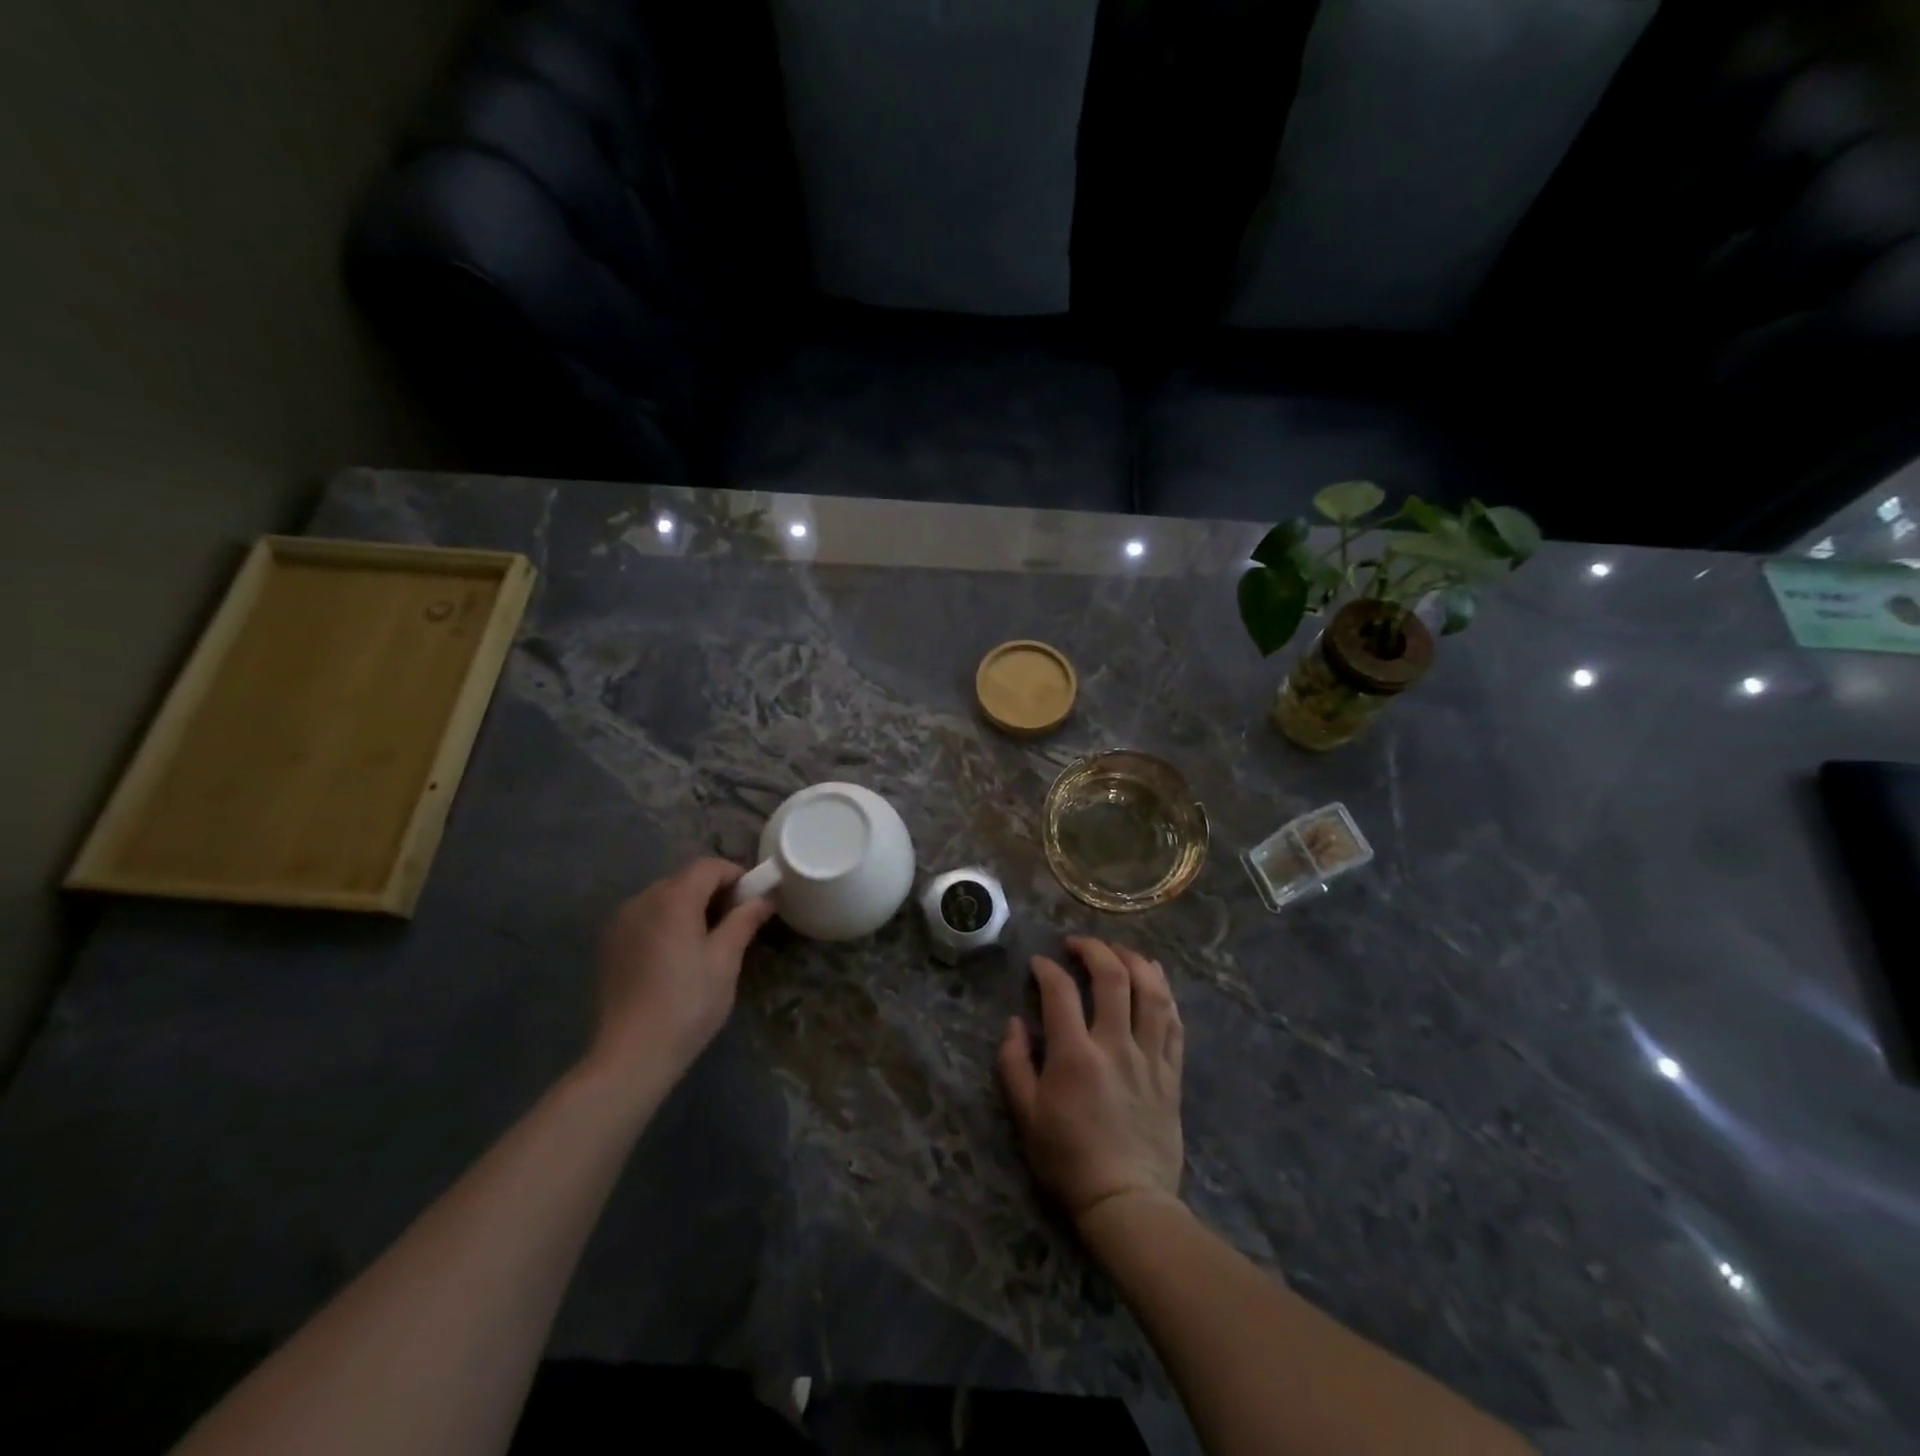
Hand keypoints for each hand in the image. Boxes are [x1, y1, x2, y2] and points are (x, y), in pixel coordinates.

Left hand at [586, 858, 776, 1091]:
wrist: (631, 1054)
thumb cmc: (687, 1003)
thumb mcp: (725, 960)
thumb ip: (744, 921)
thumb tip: (764, 898)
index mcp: (673, 899)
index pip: (709, 867)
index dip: (736, 875)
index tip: (753, 900)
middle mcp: (642, 900)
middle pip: (684, 879)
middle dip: (713, 891)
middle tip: (736, 921)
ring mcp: (620, 923)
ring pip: (663, 898)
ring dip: (689, 907)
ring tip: (707, 941)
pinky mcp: (609, 946)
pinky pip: (645, 918)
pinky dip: (666, 923)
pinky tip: (676, 956)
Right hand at [998, 936, 1184, 1224]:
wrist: (1126, 1201)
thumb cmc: (1068, 1159)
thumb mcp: (1026, 1116)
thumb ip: (1014, 1064)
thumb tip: (1015, 1023)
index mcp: (1075, 1055)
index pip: (1061, 991)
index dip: (1047, 969)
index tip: (1039, 964)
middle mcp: (1116, 1045)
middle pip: (1113, 978)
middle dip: (1094, 949)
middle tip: (1078, 944)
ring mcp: (1149, 1057)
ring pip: (1152, 992)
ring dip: (1135, 961)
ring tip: (1120, 951)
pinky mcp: (1172, 1073)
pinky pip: (1174, 1023)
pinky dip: (1165, 994)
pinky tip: (1156, 980)